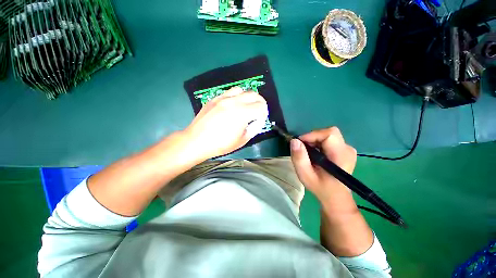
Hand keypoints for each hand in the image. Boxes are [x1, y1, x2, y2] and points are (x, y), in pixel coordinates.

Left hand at [184, 87, 267, 159]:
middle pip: (253, 94)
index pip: (261, 106)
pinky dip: (236, 97)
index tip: (260, 120)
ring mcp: (223, 98)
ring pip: (241, 90)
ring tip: (246, 106)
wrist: (196, 141)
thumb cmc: (220, 144)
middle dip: (259, 102)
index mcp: (242, 113)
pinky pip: (229, 92)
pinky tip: (233, 105)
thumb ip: (253, 129)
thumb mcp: (241, 140)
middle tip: (258, 111)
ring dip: (247, 97)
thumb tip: (257, 121)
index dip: (264, 114)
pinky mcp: (214, 99)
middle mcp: (234, 101)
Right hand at [290, 127, 356, 203]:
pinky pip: (330, 139)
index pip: (329, 134)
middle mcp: (348, 149)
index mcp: (341, 155)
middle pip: (329, 133)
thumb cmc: (320, 187)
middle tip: (303, 149)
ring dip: (315, 141)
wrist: (335, 196)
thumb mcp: (305, 175)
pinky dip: (319, 143)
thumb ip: (299, 158)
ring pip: (328, 135)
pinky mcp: (345, 150)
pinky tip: (316, 154)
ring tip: (309, 153)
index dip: (312, 135)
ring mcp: (348, 149)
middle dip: (313, 138)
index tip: (300, 143)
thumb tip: (294, 141)